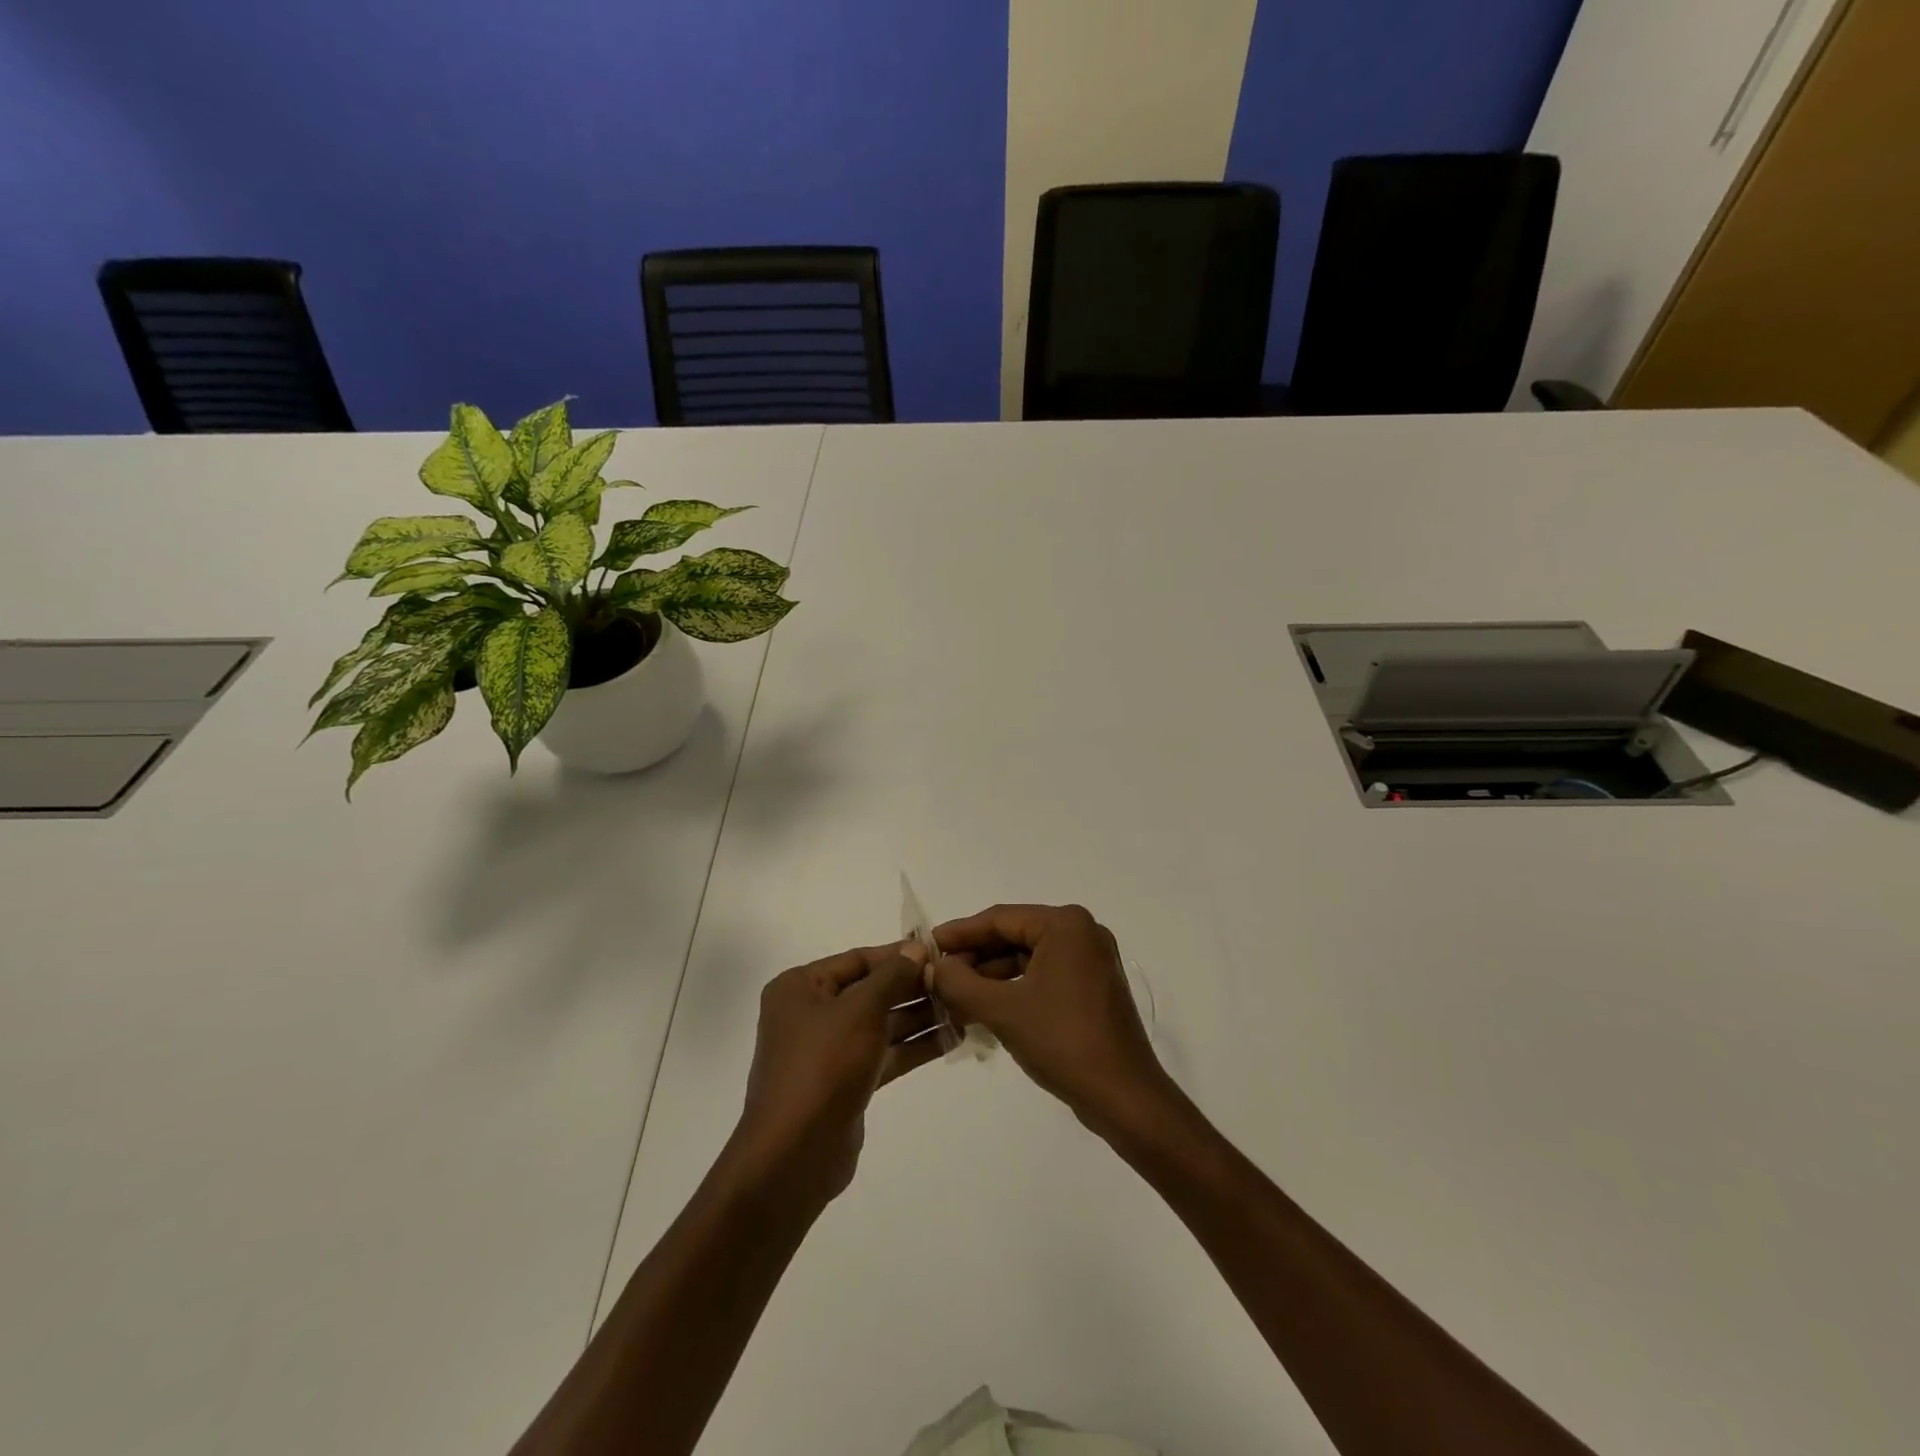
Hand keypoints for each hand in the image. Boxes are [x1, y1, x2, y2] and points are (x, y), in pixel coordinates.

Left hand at [727, 943, 941, 1208]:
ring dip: (920, 1016)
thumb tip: (916, 949)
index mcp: (801, 987)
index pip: (858, 959)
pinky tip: (952, 1037)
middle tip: (958, 981)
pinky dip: (915, 1046)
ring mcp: (830, 1050)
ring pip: (882, 1023)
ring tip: (964, 1007)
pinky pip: (885, 1053)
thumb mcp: (860, 1010)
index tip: (939, 953)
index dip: (898, 955)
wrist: (795, 1154)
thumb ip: (892, 976)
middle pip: (871, 990)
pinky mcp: (847, 1081)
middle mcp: (812, 1013)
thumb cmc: (823, 1065)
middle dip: (913, 987)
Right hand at [930, 904, 1176, 1141]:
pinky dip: (1014, 989)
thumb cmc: (1063, 1042)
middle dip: (974, 957)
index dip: (959, 933)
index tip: (925, 946)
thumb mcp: (1003, 1010)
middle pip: (1014, 936)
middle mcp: (1082, 932)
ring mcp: (1091, 960)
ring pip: (1027, 958)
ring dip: (991, 976)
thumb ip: (960, 983)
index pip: (1000, 919)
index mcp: (1065, 925)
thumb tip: (932, 966)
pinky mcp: (1093, 987)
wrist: (1124, 1097)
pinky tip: (984, 1008)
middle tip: (936, 975)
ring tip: (953, 996)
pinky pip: (1043, 976)